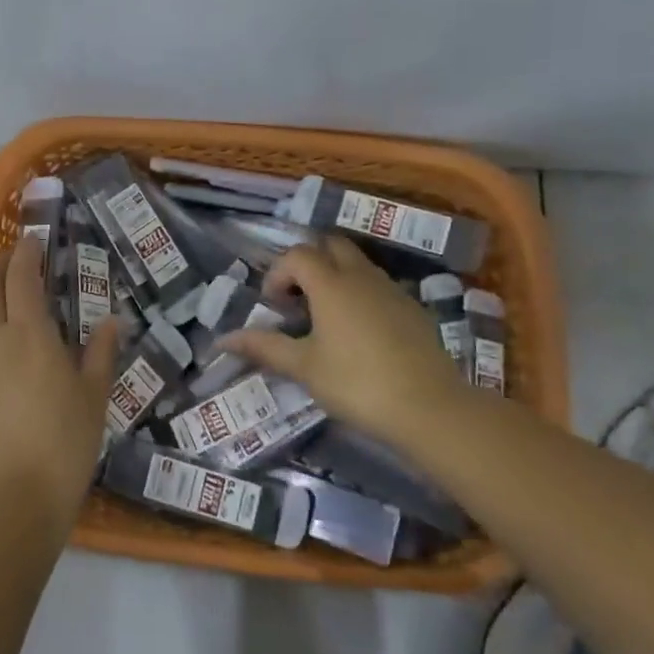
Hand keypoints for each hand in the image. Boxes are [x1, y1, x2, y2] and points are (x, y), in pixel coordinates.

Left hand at [0, 235, 120, 534]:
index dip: (26, 253)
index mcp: (30, 335)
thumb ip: (99, 355)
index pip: (21, 277)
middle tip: (17, 262)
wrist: (7, 502)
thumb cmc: (62, 449)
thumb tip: (111, 321)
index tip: (35, 242)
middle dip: (0, 264)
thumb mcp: (93, 400)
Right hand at [220, 237, 474, 450]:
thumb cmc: (357, 383)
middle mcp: (361, 276)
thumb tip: (223, 339)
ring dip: (335, 277)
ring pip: (357, 264)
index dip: (278, 273)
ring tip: (324, 317)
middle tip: (297, 299)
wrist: (430, 408)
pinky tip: (357, 333)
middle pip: (330, 246)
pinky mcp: (412, 309)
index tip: (273, 306)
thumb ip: (264, 347)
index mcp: (331, 284)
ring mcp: (391, 290)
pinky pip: (378, 285)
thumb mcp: (304, 368)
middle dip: (308, 263)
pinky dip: (359, 294)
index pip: (297, 255)